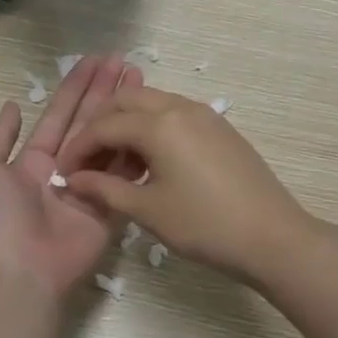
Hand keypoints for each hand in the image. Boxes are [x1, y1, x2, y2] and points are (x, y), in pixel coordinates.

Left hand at [0, 56, 143, 294]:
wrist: (21, 269)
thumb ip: (0, 137)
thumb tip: (13, 104)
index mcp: (35, 160)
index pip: (60, 115)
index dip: (77, 87)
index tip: (96, 61)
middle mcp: (65, 169)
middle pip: (89, 123)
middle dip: (106, 92)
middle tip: (126, 62)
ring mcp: (90, 188)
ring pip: (111, 144)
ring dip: (125, 114)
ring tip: (144, 85)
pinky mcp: (110, 208)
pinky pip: (125, 176)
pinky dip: (137, 151)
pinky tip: (152, 126)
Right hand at [59, 89, 312, 282]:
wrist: (272, 237)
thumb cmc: (204, 226)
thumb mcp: (148, 211)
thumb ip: (105, 189)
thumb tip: (74, 180)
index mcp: (159, 124)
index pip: (103, 126)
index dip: (78, 148)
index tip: (64, 173)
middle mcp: (180, 107)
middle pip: (126, 101)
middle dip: (100, 126)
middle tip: (87, 160)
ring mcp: (205, 115)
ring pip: (152, 104)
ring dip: (127, 125)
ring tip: (117, 164)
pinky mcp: (220, 128)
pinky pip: (175, 115)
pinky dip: (153, 129)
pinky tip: (150, 163)